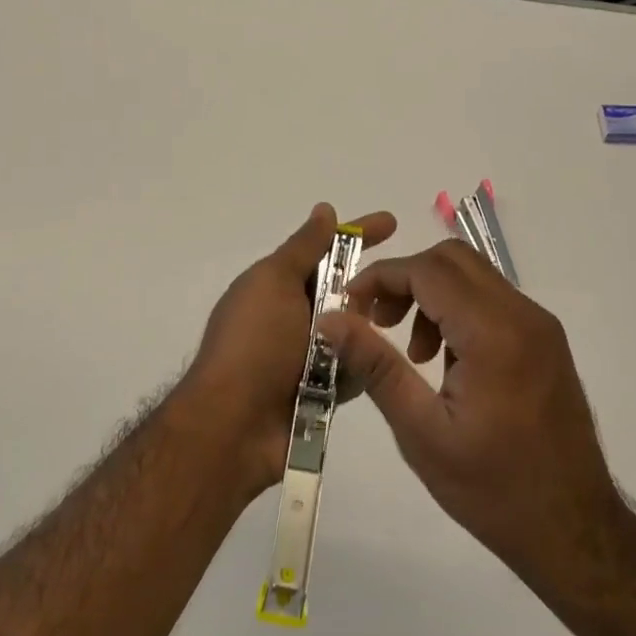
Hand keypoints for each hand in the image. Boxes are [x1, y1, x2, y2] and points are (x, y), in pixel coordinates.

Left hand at [181, 203, 396, 497]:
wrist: (234, 426)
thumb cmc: (254, 344)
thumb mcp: (274, 282)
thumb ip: (304, 247)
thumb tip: (324, 209)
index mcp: (277, 285)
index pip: (325, 250)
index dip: (358, 234)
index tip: (392, 222)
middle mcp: (292, 316)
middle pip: (344, 291)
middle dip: (369, 288)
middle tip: (400, 289)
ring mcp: (307, 354)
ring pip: (355, 329)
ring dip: (368, 328)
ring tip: (395, 332)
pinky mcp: (322, 390)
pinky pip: (355, 368)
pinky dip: (363, 365)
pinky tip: (382, 366)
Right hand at [318, 240, 622, 588]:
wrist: (575, 530)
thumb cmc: (492, 489)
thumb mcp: (421, 431)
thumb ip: (375, 365)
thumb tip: (331, 319)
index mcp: (494, 334)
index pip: (428, 270)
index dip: (381, 277)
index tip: (349, 306)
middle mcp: (524, 315)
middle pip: (453, 259)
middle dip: (406, 279)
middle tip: (377, 321)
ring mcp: (541, 326)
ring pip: (474, 276)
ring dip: (432, 294)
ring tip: (412, 353)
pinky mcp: (547, 342)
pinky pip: (493, 301)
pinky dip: (459, 311)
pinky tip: (445, 363)